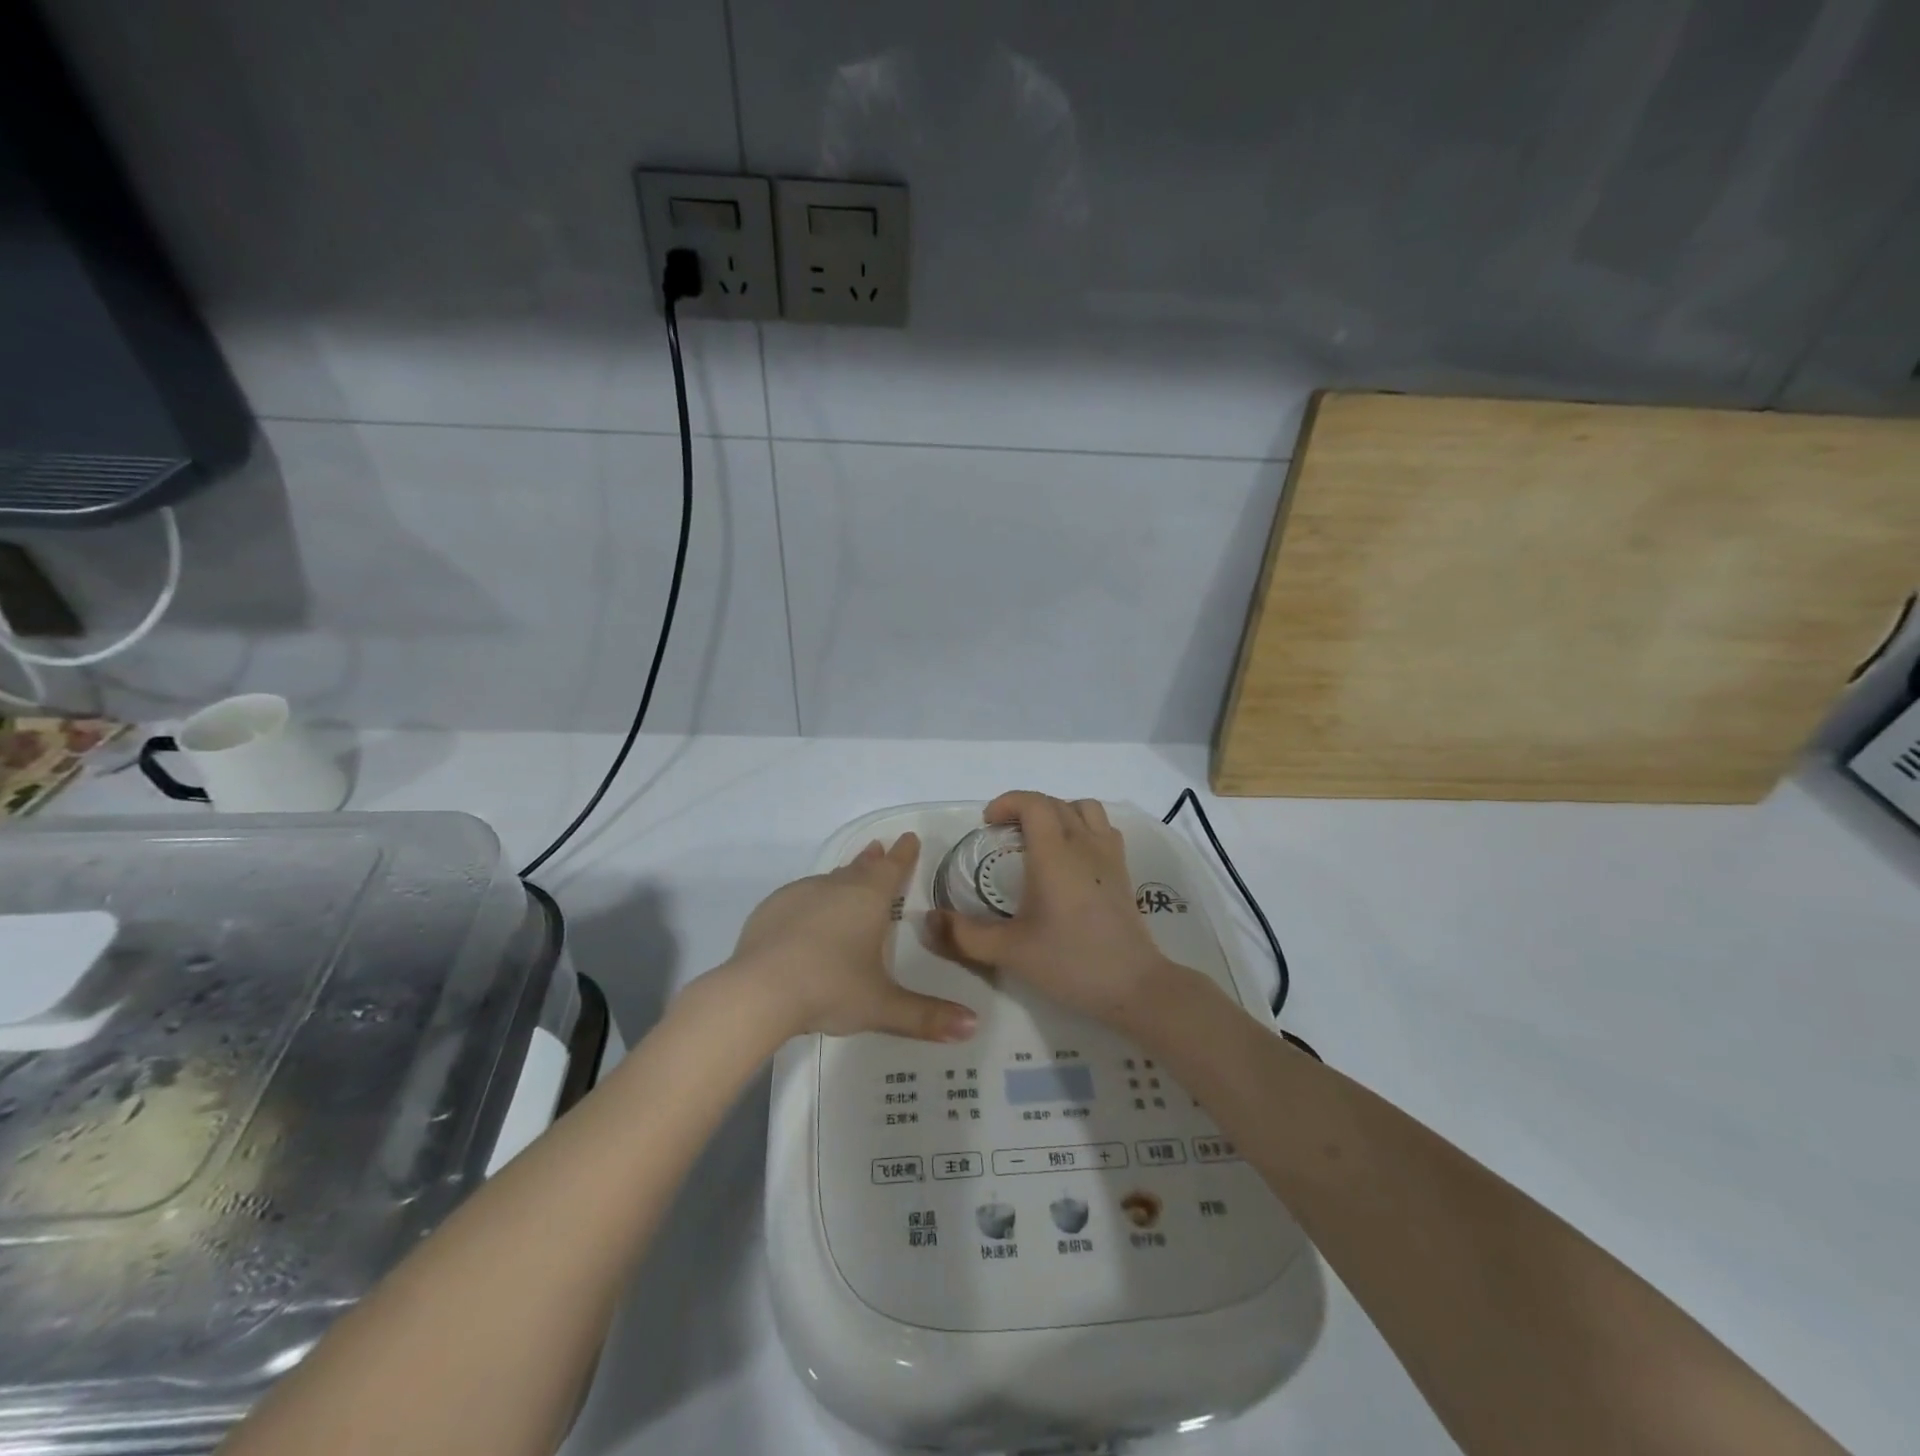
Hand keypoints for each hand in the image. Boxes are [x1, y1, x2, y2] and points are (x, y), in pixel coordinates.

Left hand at [726, 834, 978, 1042]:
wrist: (760, 990)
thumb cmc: (831, 989)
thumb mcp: (883, 1006)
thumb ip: (927, 1016)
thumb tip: (973, 1026)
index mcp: (869, 899)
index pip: (893, 867)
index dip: (904, 854)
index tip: (910, 837)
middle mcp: (836, 886)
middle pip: (860, 866)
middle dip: (874, 859)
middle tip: (880, 848)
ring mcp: (801, 894)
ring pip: (829, 879)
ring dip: (843, 877)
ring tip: (848, 880)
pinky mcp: (772, 908)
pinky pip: (800, 896)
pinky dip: (812, 900)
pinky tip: (807, 917)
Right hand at [927, 792, 1181, 1029]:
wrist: (1133, 985)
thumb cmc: (1070, 962)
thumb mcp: (1009, 951)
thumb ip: (965, 935)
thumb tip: (930, 920)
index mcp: (1054, 853)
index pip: (1033, 803)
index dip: (1007, 802)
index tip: (987, 823)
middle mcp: (1084, 843)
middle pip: (1055, 803)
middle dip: (1025, 808)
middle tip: (1003, 834)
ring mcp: (1109, 855)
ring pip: (1084, 809)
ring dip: (1058, 812)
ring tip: (1039, 839)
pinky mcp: (1123, 871)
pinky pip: (1102, 829)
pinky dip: (1082, 827)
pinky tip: (1071, 858)